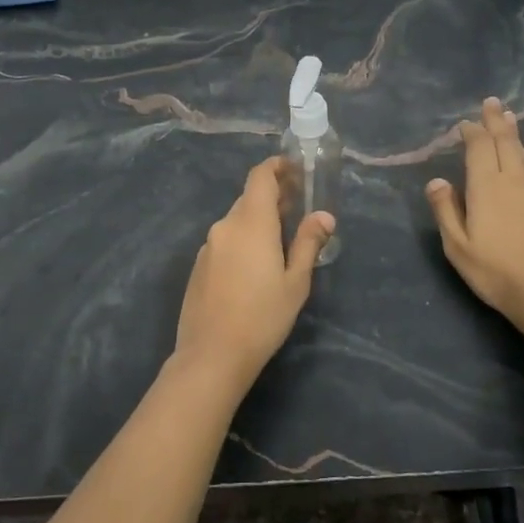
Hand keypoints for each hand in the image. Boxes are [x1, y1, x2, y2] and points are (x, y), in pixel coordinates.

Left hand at [172, 157, 334, 389]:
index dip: (277, 167)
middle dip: (273, 197)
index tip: (295, 171)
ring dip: (258, 221)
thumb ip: (309, 243)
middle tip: (297, 209)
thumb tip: (324, 215)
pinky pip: (225, 241)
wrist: (212, 355)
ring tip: (281, 240)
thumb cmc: (262, 318)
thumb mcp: (296, 282)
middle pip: (249, 199)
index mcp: (251, 223)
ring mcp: (208, 246)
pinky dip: (242, 240)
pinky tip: (254, 267)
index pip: (260, 177)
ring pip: (236, 221)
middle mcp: (225, 226)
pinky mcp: (199, 266)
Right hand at [425, 97, 523, 329]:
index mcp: (485, 186)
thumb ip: (446, 209)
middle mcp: (512, 180)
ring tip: (508, 117)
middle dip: (496, 121)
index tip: (464, 124)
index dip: (472, 132)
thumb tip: (436, 180)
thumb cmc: (494, 270)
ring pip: (522, 153)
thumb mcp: (457, 245)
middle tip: (492, 102)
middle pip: (504, 142)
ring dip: (513, 133)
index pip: (479, 147)